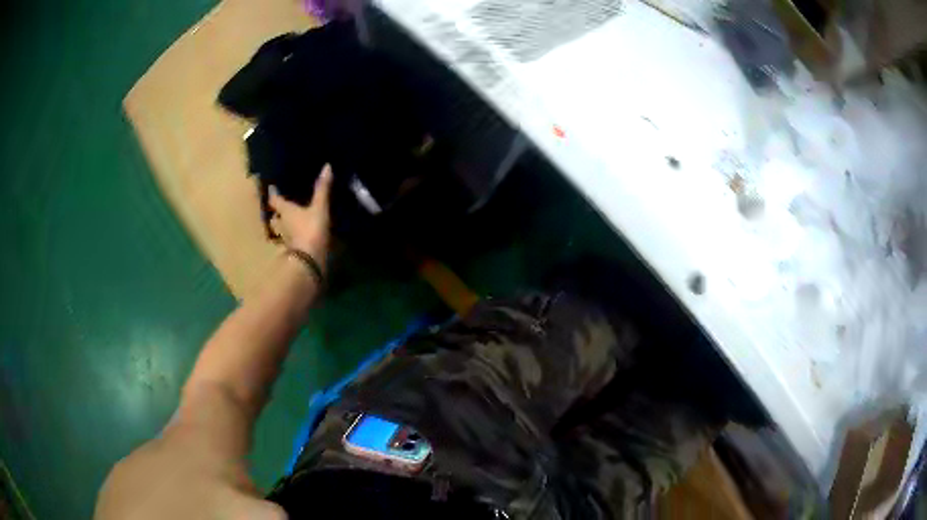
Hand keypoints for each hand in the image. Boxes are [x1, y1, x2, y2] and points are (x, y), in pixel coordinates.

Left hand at [270, 164, 332, 262]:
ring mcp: (286, 239)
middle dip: (276, 212)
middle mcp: (282, 224)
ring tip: (288, 222)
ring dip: (282, 227)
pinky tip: (298, 237)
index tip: (272, 187)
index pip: (275, 200)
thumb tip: (327, 166)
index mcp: (285, 211)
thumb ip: (322, 189)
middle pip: (275, 217)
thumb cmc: (311, 229)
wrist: (309, 260)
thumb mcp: (319, 207)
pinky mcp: (293, 251)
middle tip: (280, 206)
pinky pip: (290, 242)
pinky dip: (292, 238)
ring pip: (280, 231)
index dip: (273, 193)